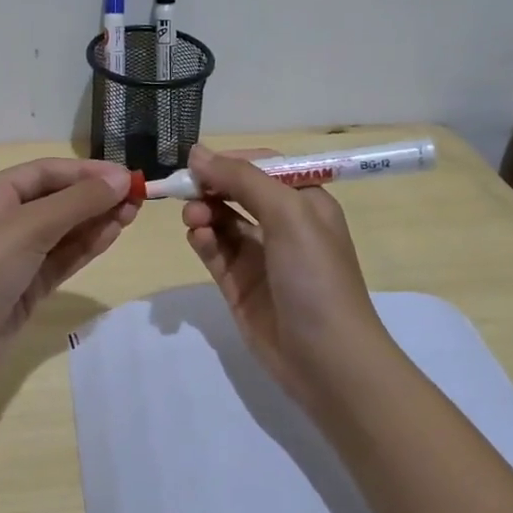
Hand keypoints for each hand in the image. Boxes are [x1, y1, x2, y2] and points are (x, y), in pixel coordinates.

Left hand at [0, 157, 138, 387]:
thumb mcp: (27, 228)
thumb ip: (76, 203)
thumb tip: (121, 179)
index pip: (46, 172)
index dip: (87, 172)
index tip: (128, 177)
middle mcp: (3, 220)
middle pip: (57, 199)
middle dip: (96, 196)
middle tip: (139, 198)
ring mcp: (15, 256)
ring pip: (64, 230)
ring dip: (96, 220)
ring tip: (134, 214)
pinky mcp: (27, 287)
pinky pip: (62, 259)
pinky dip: (86, 246)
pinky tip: (113, 235)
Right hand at [180, 144, 388, 404]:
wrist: (327, 360)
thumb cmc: (315, 277)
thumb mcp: (288, 215)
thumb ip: (243, 180)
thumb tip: (198, 152)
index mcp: (306, 202)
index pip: (263, 166)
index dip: (230, 161)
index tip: (198, 163)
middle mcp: (283, 225)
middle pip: (237, 192)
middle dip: (211, 187)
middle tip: (185, 190)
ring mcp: (260, 257)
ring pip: (222, 221)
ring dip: (204, 213)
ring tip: (193, 220)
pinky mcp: (240, 285)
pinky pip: (215, 252)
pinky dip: (203, 240)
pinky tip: (198, 238)